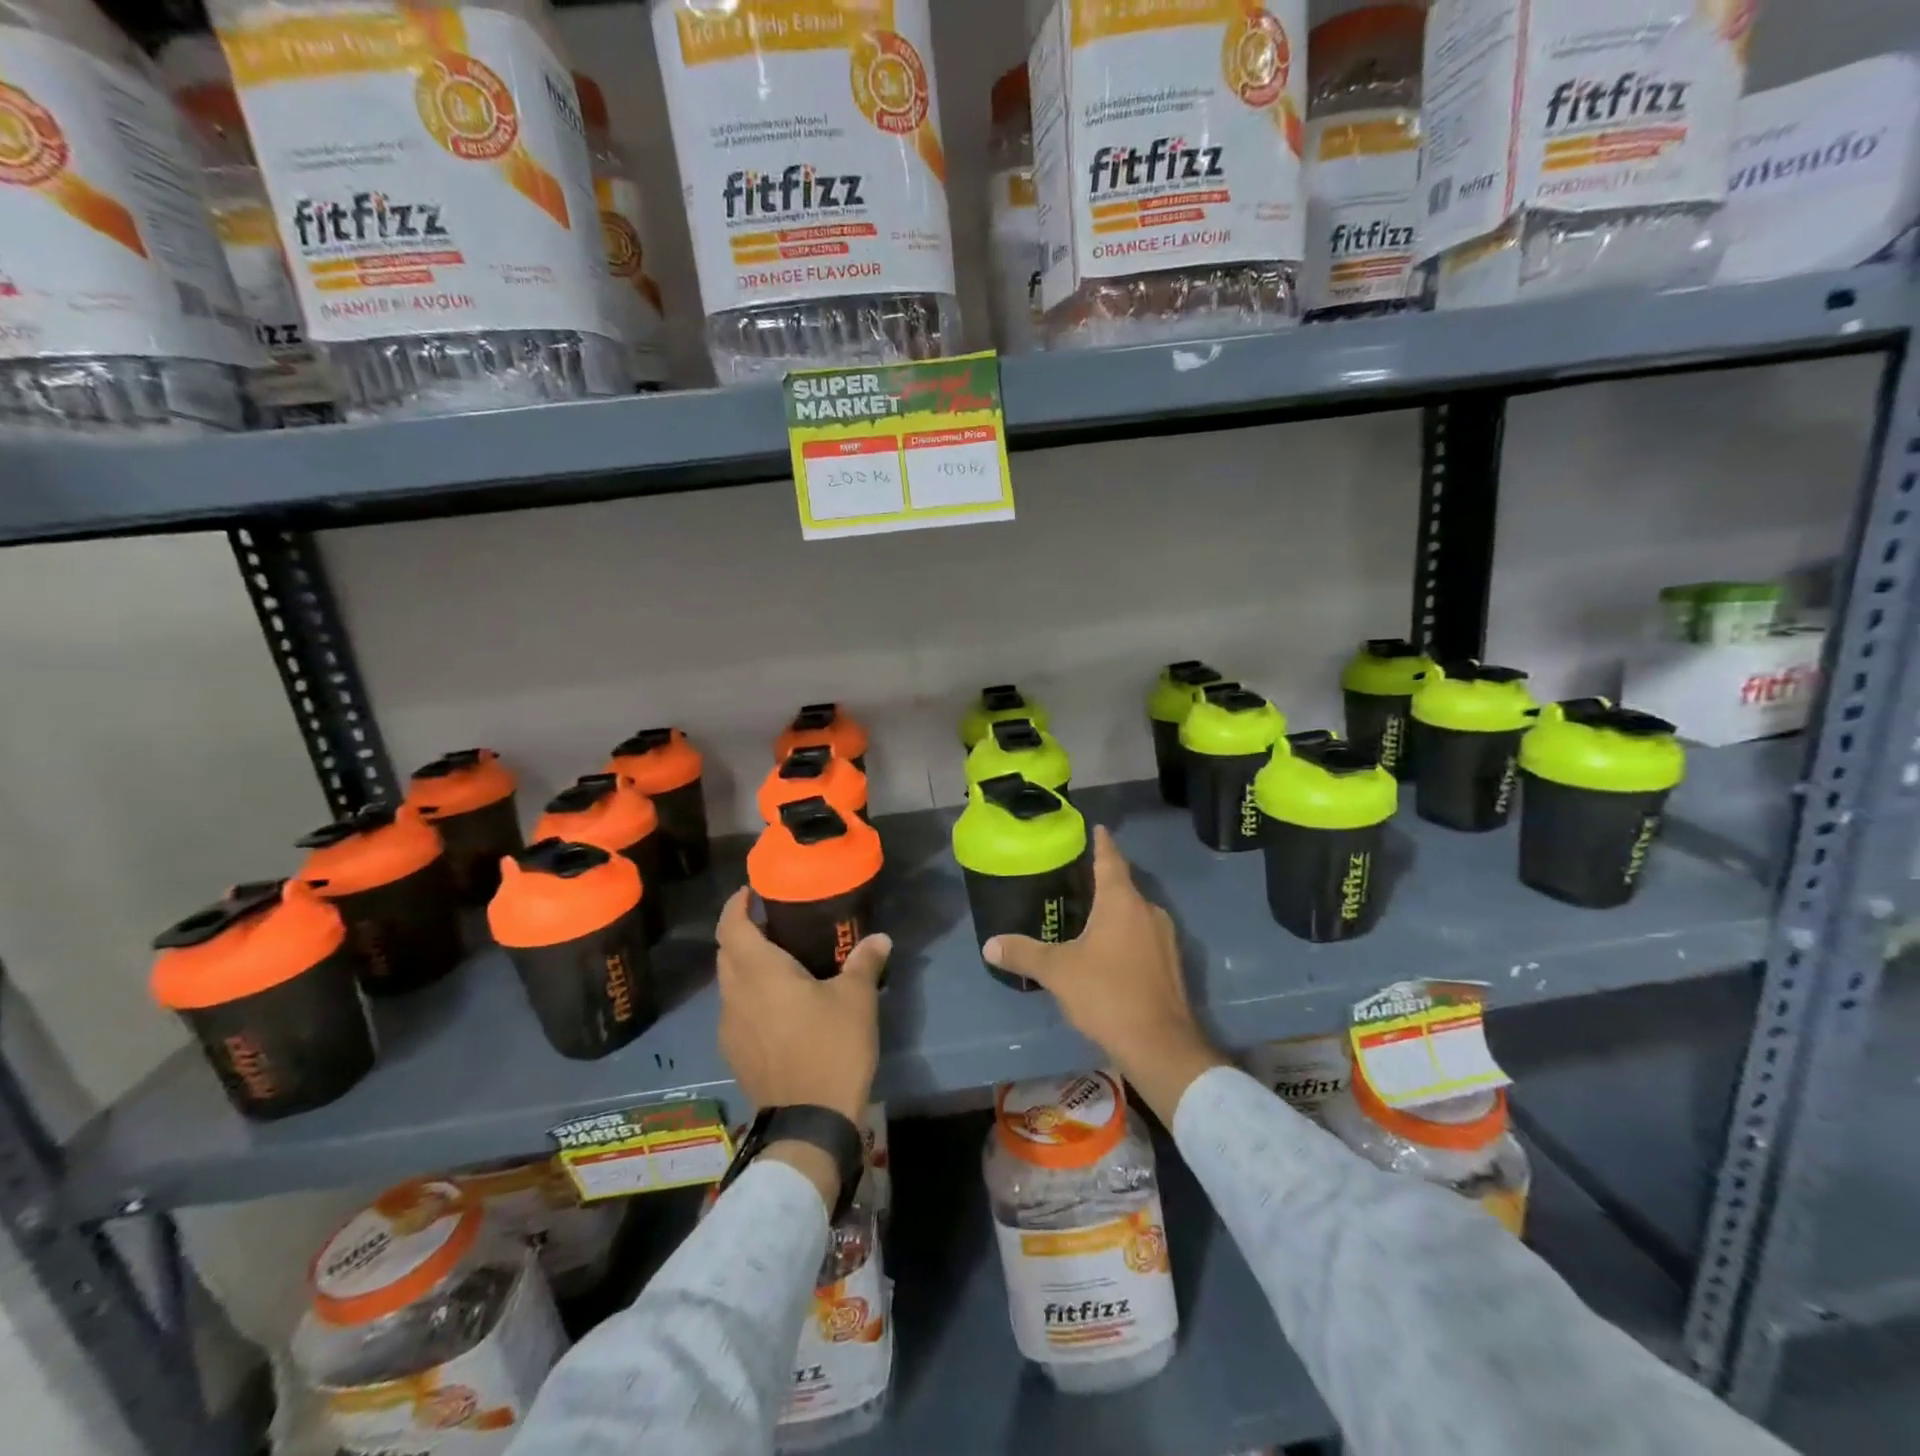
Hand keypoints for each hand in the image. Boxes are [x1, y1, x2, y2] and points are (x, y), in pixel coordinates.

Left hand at [715, 887, 888, 1125]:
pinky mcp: (735, 1054)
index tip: (751, 892)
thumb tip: (879, 938)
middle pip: (727, 953)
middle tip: (774, 924)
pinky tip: (778, 1005)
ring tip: (779, 962)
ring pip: (729, 984)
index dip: (737, 905)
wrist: (809, 1123)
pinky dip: (750, 995)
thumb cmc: (831, 1047)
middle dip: (743, 933)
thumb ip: (864, 962)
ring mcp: (730, 1028)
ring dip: (745, 966)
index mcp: (759, 973)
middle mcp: (735, 995)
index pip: (732, 926)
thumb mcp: (856, 999)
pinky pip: (736, 1010)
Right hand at [984, 826, 1227, 1123]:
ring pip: (1135, 912)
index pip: (1110, 860)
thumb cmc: (1106, 993)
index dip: (1102, 843)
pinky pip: (1144, 935)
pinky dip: (1126, 934)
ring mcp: (1165, 937)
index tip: (1097, 828)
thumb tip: (989, 944)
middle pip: (1123, 885)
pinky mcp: (1171, 963)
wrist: (1159, 1044)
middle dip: (1103, 880)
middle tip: (1077, 877)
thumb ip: (1024, 954)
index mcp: (1121, 901)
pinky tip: (1109, 951)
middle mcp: (1147, 911)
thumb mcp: (1057, 972)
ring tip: (1089, 914)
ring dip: (1115, 910)